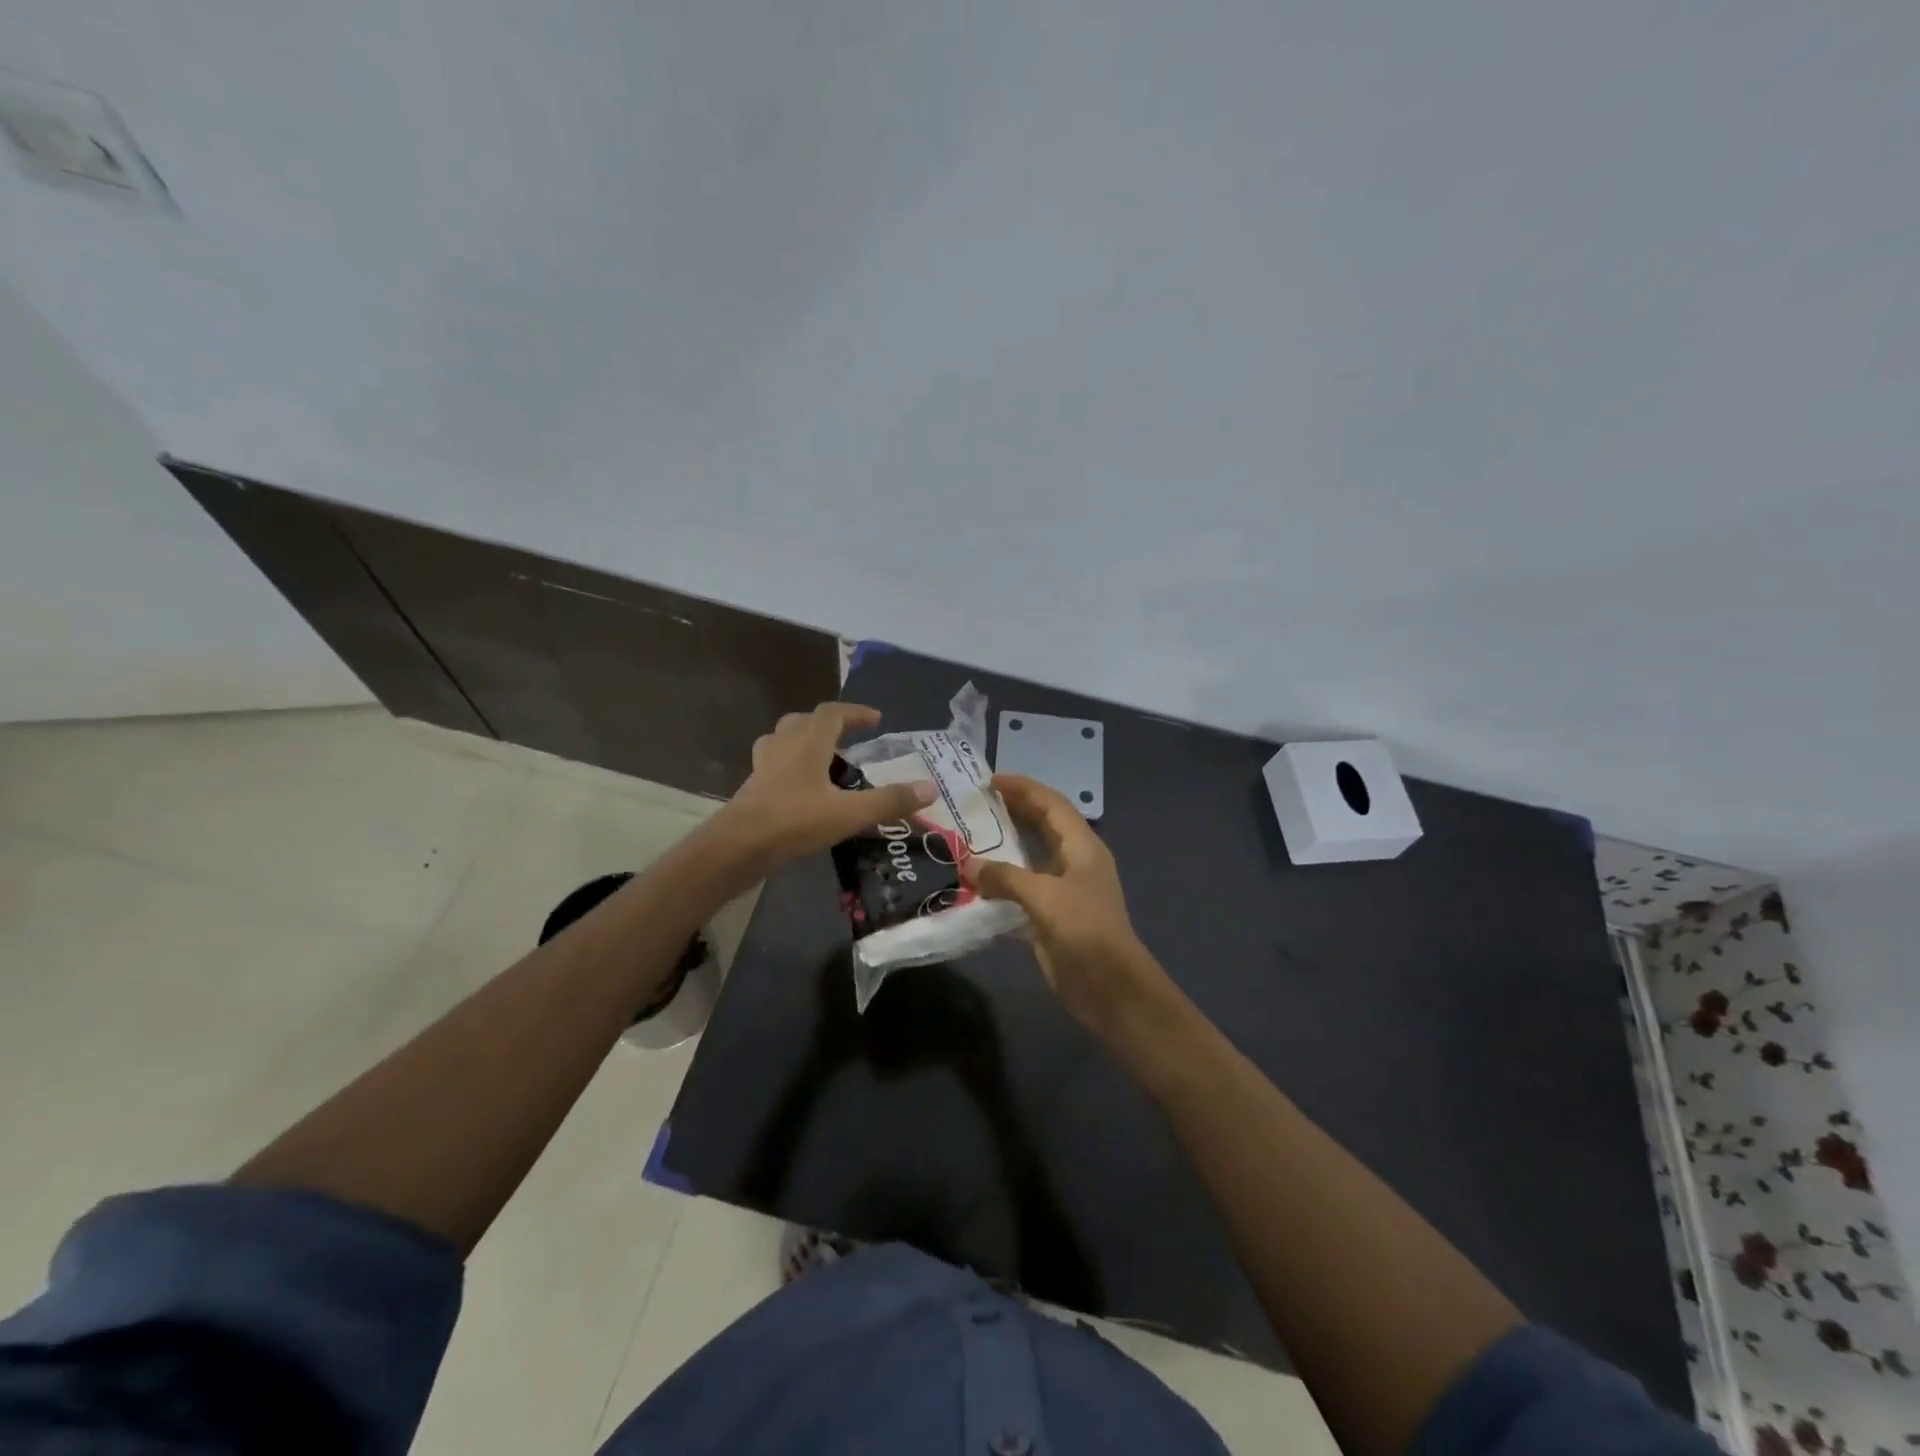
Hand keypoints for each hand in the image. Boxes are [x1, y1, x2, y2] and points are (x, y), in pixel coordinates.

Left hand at [711, 703, 934, 871]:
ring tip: (824, 761)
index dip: (856, 712)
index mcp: (808, 742)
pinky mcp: (752, 788)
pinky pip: (773, 765)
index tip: (876, 720)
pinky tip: (801, 790)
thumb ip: (890, 801)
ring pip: (783, 740)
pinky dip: (790, 768)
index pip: (833, 713)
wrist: (737, 847)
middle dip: (829, 725)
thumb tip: (930, 788)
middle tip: (850, 740)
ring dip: (804, 742)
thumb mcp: (849, 813)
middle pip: (804, 721)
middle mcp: (783, 746)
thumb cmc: (794, 821)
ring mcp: (763, 766)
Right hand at [965, 773, 1178, 1037]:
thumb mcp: (1045, 897)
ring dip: (1005, 846)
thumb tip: (969, 865)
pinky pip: (1022, 888)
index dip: (1024, 788)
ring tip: (970, 835)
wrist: (1109, 987)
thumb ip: (1006, 877)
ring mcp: (1063, 889)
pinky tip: (975, 881)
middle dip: (1014, 811)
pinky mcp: (1051, 915)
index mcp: (1082, 847)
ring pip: (1031, 857)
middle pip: (1043, 825)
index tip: (990, 780)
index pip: (1052, 804)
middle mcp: (1074, 861)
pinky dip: (1002, 880)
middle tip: (976, 803)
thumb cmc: (1085, 931)